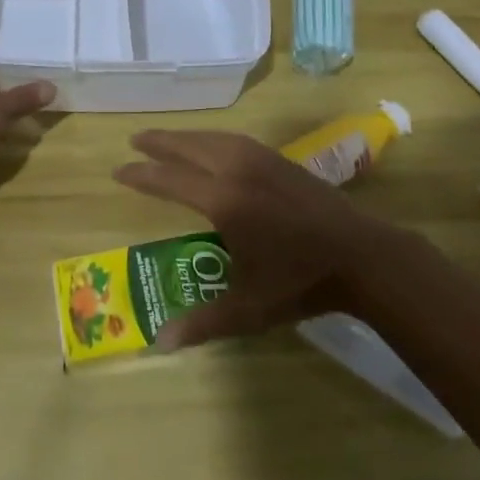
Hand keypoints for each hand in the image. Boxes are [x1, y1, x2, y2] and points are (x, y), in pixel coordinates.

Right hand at [114, 130, 391, 349]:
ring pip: (212, 138)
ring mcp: (260, 159)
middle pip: (189, 147)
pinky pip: (234, 139)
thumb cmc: (301, 281)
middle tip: (134, 140)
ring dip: (185, 136)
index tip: (119, 170)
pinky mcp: (279, 158)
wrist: (360, 254)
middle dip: (159, 142)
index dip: (142, 175)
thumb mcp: (249, 309)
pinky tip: (212, 145)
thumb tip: (160, 342)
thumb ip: (203, 322)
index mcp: (223, 201)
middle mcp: (237, 170)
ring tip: (166, 139)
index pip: (170, 180)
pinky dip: (212, 137)